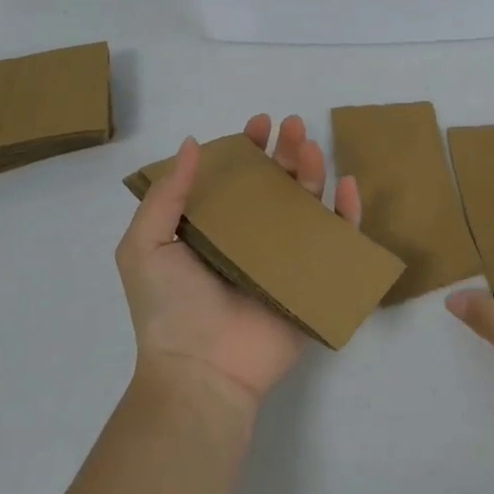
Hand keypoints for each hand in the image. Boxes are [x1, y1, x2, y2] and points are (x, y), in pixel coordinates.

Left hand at [117, 113, 360, 411]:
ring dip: (313, 172)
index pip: (235, 179)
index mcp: (213, 230)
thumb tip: (193, 144)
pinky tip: (347, 185)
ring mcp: (284, 260)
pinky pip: (337, 242)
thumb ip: (167, 195)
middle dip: (286, 152)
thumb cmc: (169, 307)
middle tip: (292, 126)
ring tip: (312, 147)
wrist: (202, 369)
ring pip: (307, 207)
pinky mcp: (312, 281)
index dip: (247, 148)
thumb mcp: (145, 245)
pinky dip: (347, 213)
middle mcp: (250, 240)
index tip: (258, 123)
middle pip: (276, 186)